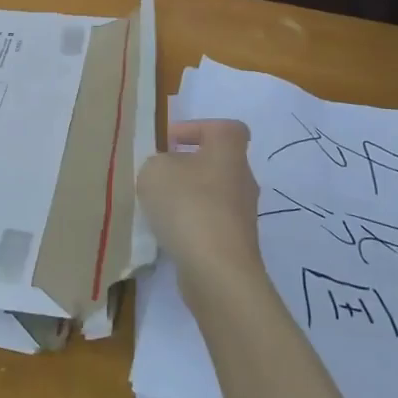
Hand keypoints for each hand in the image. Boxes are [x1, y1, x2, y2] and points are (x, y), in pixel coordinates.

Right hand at [137, 119, 263, 291]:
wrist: (216, 269)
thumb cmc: (188, 205)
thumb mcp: (155, 171)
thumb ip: (157, 163)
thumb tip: (166, 171)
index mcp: (229, 151)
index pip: (224, 128)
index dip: (197, 129)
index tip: (169, 142)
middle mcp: (243, 179)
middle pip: (216, 163)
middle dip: (186, 167)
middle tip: (157, 176)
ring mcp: (242, 214)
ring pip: (211, 195)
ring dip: (186, 198)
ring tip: (156, 208)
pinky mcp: (235, 243)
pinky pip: (209, 223)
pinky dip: (189, 225)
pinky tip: (167, 234)